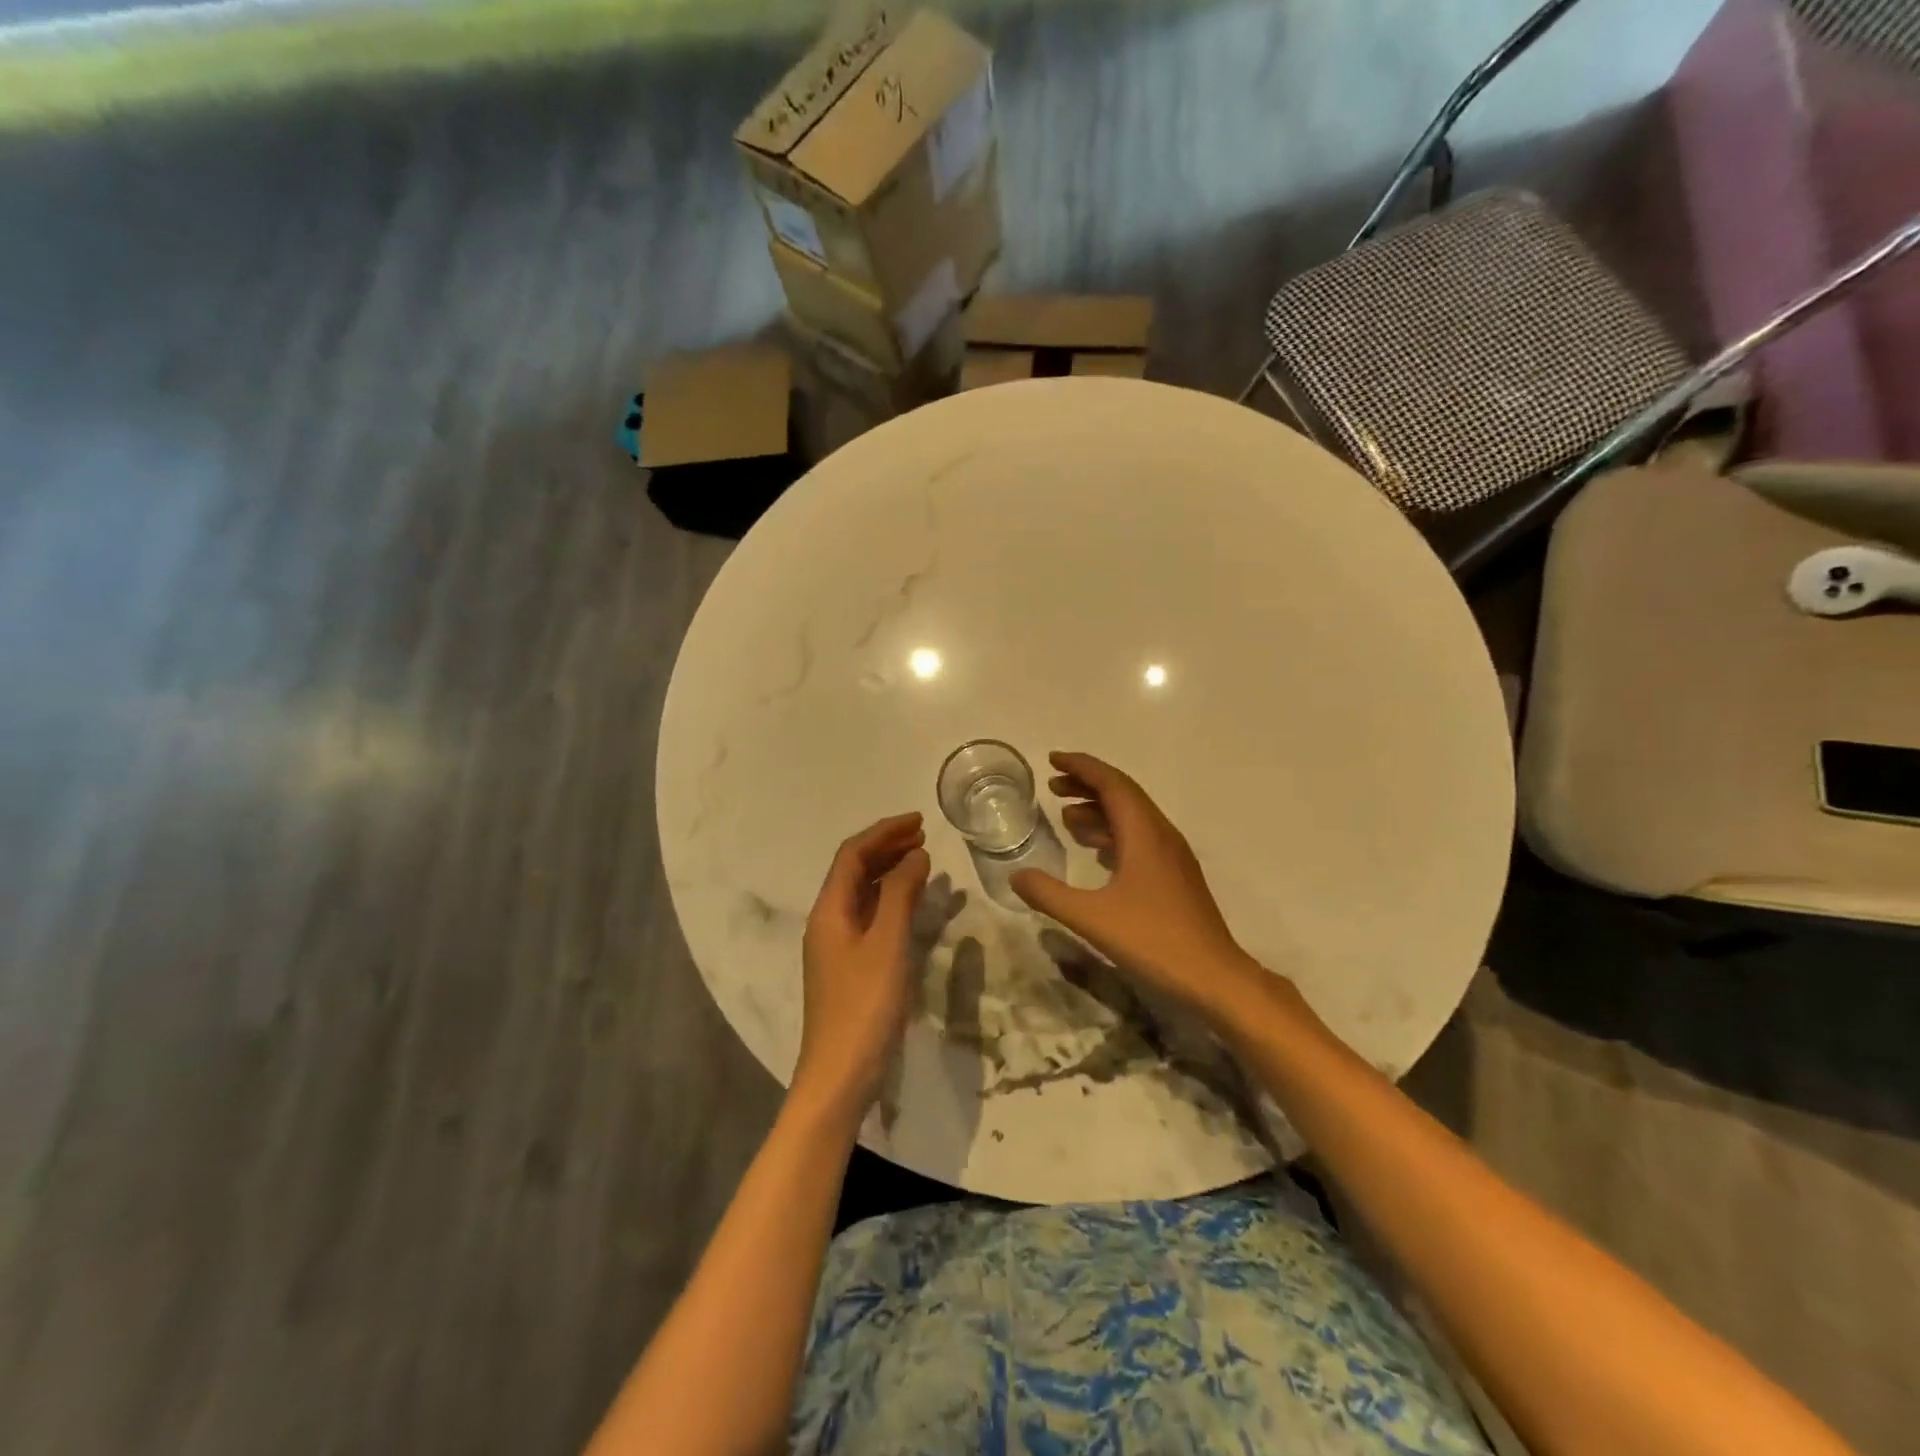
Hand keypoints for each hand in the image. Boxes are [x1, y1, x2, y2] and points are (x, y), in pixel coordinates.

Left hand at [793, 812, 931, 1120]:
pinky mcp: (849, 966)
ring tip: (923, 861)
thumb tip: (915, 855)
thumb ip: (900, 895)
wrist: (841, 1074)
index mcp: (829, 910)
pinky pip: (870, 917)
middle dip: (887, 847)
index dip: (884, 832)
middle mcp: (828, 921)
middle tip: (924, 836)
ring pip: (863, 894)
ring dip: (890, 872)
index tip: (919, 820)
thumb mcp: (887, 944)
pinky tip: (913, 904)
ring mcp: (837, 945)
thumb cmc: (864, 1005)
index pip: (852, 854)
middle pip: (854, 870)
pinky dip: (891, 900)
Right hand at [1010, 752, 1254, 1011]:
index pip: (1112, 784)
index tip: (1052, 759)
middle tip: (1052, 786)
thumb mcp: (1092, 918)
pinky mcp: (1174, 876)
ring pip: (1132, 817)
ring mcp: (1171, 856)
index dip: (1081, 767)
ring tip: (1065, 816)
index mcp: (1144, 834)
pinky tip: (1095, 850)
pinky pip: (1139, 838)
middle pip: (1123, 794)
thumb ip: (1049, 894)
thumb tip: (1015, 876)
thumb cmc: (1154, 941)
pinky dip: (1113, 833)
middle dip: (1087, 784)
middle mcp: (1160, 835)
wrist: (1214, 977)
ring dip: (1099, 810)